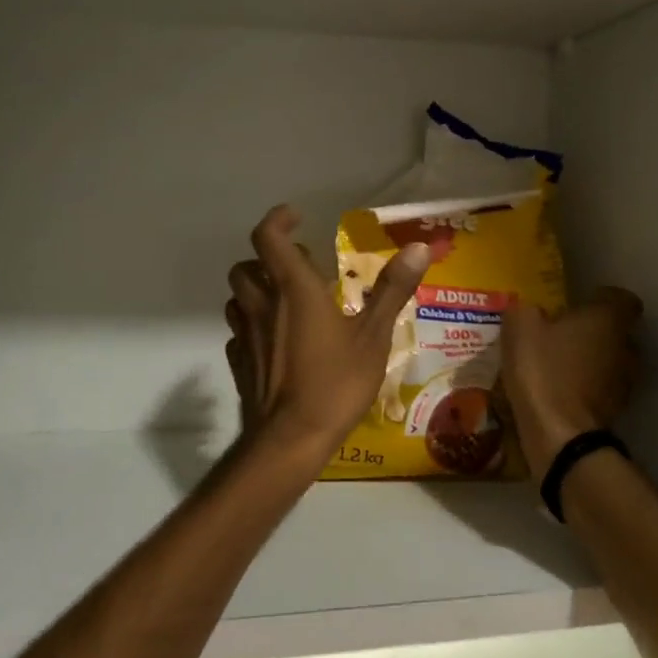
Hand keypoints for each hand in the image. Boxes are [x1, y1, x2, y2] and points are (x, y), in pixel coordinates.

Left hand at [224, 205, 430, 457]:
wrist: (290, 440)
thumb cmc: (335, 383)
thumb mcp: (374, 336)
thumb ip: (392, 290)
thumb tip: (419, 247)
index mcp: (293, 290)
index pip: (268, 237)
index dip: (277, 220)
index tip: (295, 217)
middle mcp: (262, 306)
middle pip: (247, 267)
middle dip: (268, 260)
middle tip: (300, 270)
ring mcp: (245, 336)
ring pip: (238, 298)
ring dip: (257, 291)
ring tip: (286, 303)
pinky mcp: (239, 363)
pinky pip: (239, 332)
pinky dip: (253, 325)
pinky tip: (274, 342)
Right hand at [500, 289, 643, 476]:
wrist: (559, 434)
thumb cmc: (543, 369)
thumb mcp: (520, 327)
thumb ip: (526, 310)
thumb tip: (531, 312)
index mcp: (609, 319)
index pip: (621, 298)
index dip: (601, 299)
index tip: (577, 304)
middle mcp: (626, 346)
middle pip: (616, 331)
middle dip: (593, 331)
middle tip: (561, 334)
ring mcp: (625, 381)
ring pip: (610, 361)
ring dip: (589, 361)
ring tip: (557, 365)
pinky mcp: (615, 410)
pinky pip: (600, 389)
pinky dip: (584, 388)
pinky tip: (558, 392)